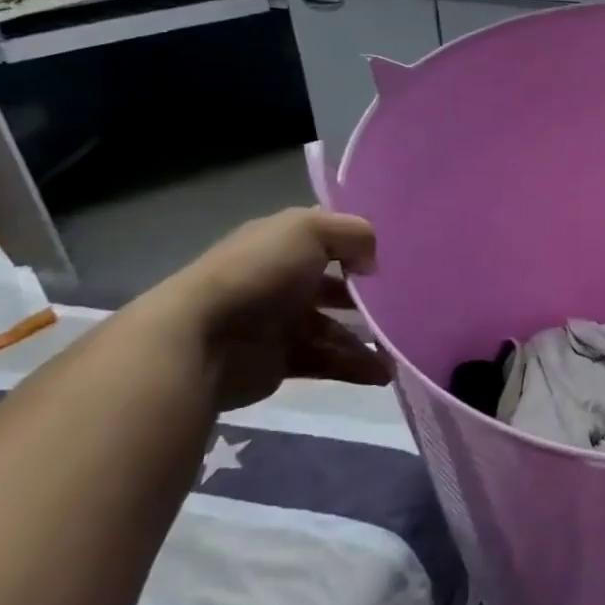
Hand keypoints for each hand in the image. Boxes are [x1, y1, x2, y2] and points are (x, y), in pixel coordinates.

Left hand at [146, 208, 386, 409]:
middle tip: (404, 306)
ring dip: (367, 339)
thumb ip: (353, 234)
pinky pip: (327, 361)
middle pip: (336, 285)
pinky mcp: (281, 361)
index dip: (358, 243)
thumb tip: (371, 262)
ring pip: (335, 328)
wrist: (200, 341)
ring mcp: (281, 322)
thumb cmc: (258, 273)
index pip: (327, 236)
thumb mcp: (309, 231)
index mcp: (282, 242)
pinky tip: (381, 373)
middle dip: (368, 296)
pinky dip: (354, 367)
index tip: (393, 254)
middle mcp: (283, 279)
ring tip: (399, 350)